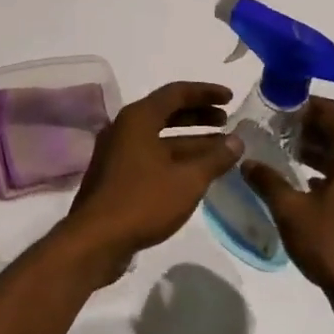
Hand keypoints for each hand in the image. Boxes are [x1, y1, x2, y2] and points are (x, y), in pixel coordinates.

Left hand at [56, 82, 242, 283]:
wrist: (96, 240)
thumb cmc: (143, 201)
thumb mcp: (188, 180)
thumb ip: (215, 158)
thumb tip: (237, 140)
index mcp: (138, 118)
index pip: (176, 93)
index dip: (205, 92)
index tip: (230, 97)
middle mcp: (125, 128)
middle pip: (166, 113)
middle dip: (199, 116)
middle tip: (227, 121)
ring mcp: (118, 152)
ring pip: (160, 137)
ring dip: (190, 140)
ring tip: (221, 148)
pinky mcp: (117, 175)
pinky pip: (151, 156)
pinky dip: (175, 158)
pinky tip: (196, 172)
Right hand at [240, 97, 333, 318]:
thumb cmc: (332, 245)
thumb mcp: (291, 211)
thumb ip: (268, 181)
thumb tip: (247, 161)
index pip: (333, 113)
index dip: (305, 106)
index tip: (279, 108)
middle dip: (309, 129)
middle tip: (277, 131)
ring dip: (320, 152)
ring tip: (287, 155)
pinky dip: (333, 173)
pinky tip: (308, 185)